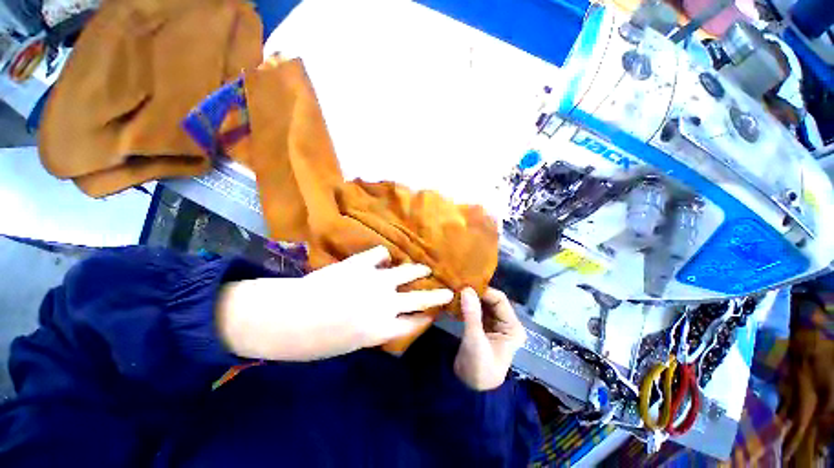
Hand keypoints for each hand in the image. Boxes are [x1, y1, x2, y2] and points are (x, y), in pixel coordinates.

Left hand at [217, 246, 453, 360]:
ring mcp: (374, 280)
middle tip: (448, 292)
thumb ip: (374, 330)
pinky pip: (379, 254)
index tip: (434, 314)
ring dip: (418, 270)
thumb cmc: (313, 341)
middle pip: (420, 298)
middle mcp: (385, 303)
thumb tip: (388, 317)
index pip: (414, 323)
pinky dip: (383, 256)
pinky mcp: (360, 264)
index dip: (426, 318)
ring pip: (406, 272)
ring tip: (425, 267)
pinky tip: (383, 257)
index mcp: (382, 329)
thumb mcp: (350, 344)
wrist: (284, 317)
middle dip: (437, 296)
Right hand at [454, 287, 526, 390]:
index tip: (465, 286)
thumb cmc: (479, 367)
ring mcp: (493, 325)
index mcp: (512, 326)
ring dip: (469, 299)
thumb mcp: (475, 340)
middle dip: (475, 293)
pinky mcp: (482, 327)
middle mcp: (505, 323)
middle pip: (490, 300)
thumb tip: (466, 289)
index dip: (483, 291)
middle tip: (457, 286)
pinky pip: (475, 311)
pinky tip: (454, 302)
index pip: (499, 300)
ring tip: (454, 291)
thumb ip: (471, 314)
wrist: (469, 389)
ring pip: (482, 304)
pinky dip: (466, 306)